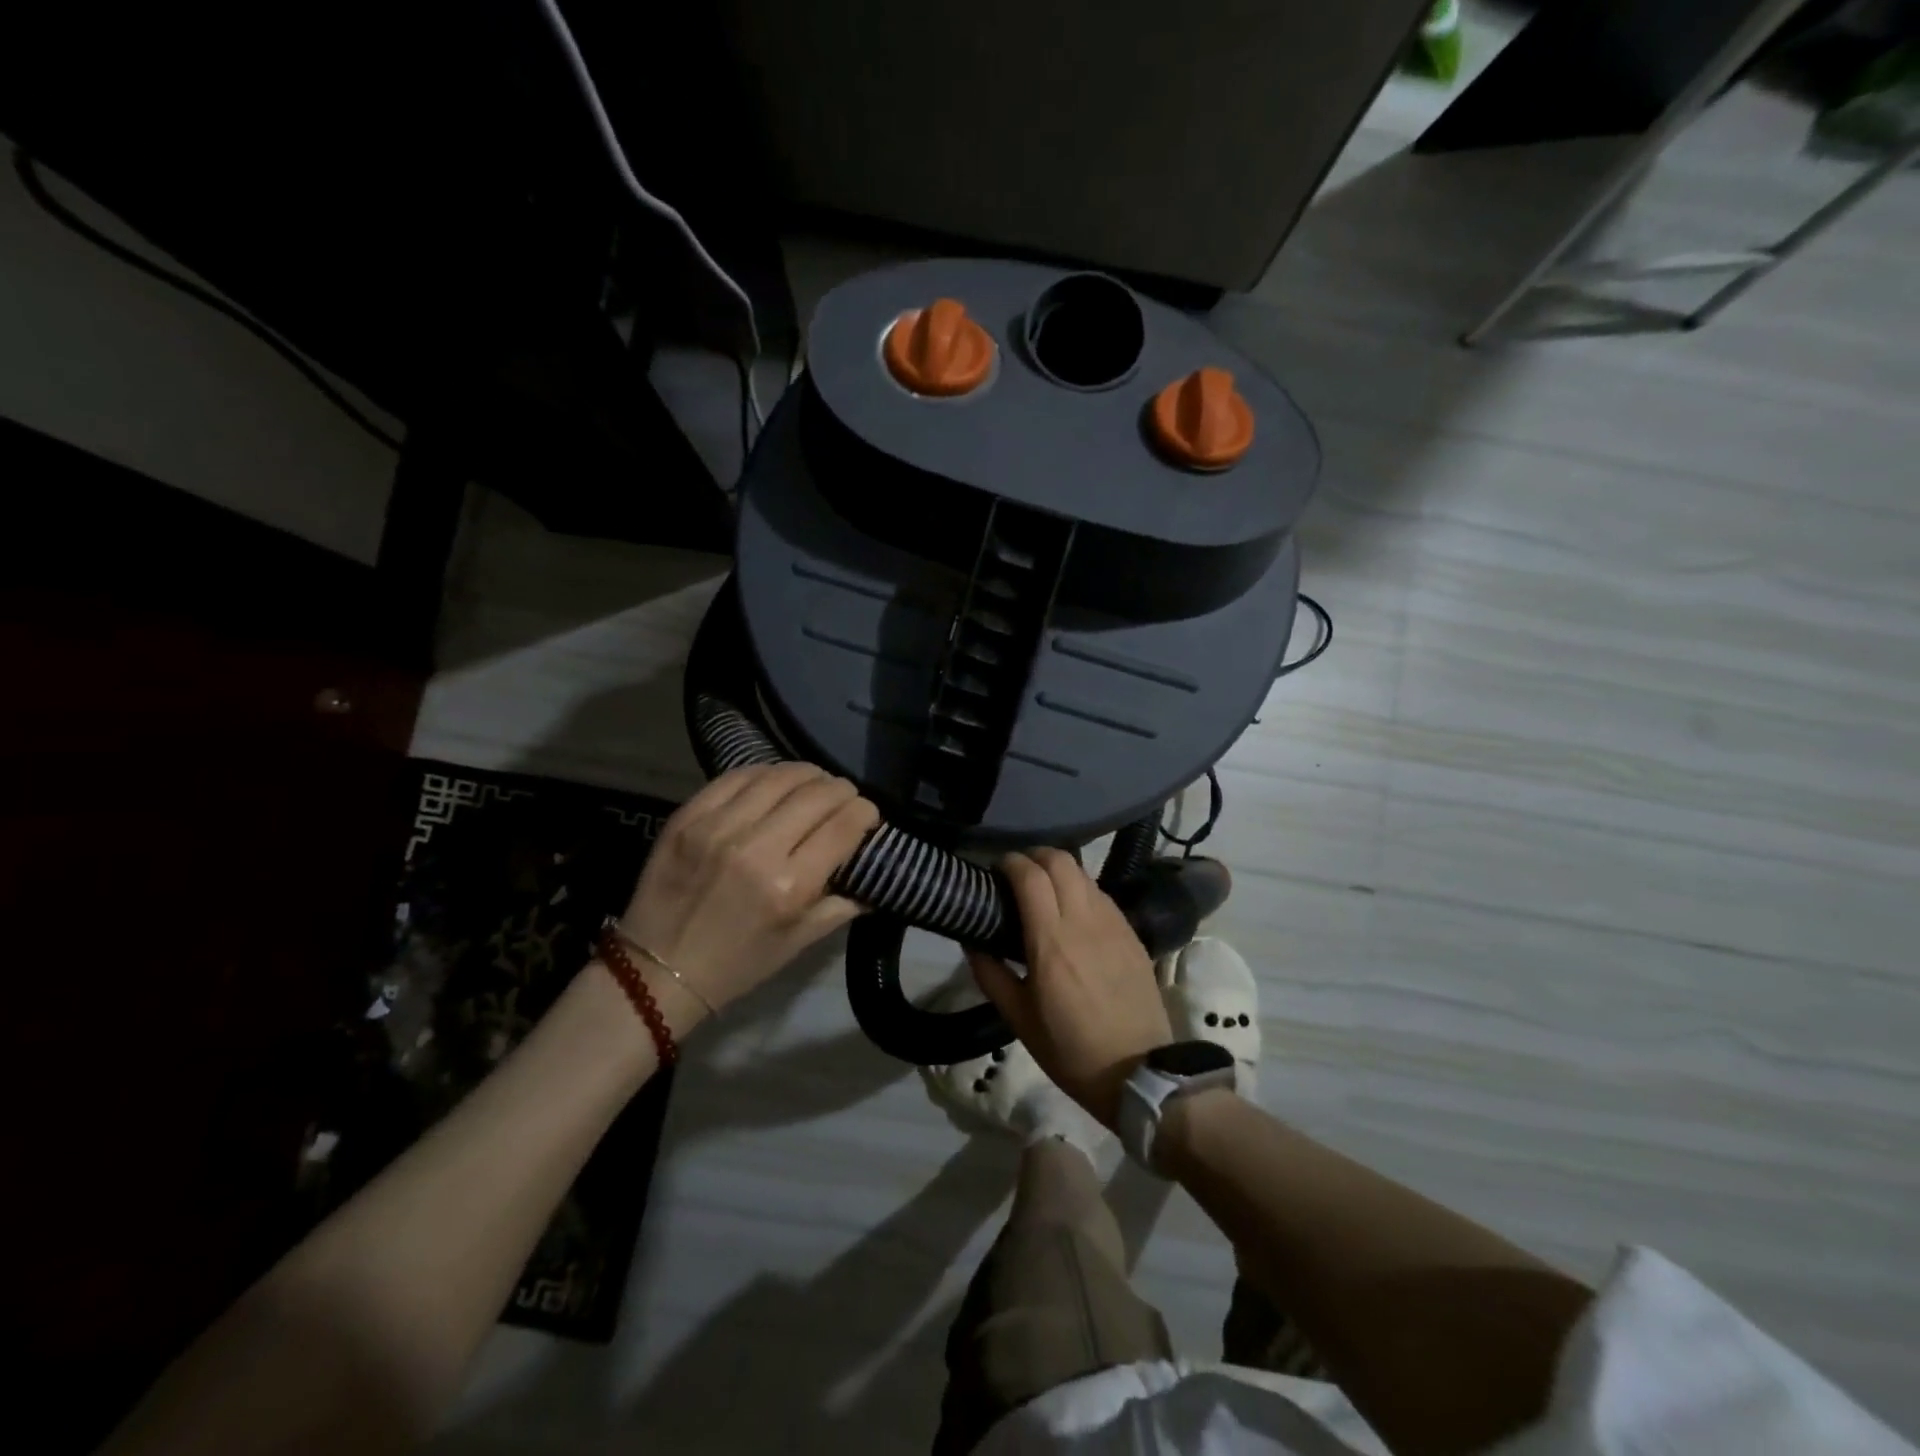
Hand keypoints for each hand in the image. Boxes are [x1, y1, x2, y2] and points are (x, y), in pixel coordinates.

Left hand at [617, 763, 879, 1027]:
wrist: (656, 971)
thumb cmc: (737, 964)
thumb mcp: (799, 943)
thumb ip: (843, 905)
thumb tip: (876, 875)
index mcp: (789, 886)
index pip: (845, 825)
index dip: (866, 812)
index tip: (869, 816)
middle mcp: (756, 848)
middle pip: (817, 793)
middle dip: (842, 791)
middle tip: (845, 799)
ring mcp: (717, 827)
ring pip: (780, 776)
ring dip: (808, 775)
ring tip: (815, 784)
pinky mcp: (688, 816)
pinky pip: (737, 777)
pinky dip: (765, 773)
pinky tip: (775, 782)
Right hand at [969, 848, 1172, 1127]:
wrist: (1139, 1072)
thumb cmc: (1070, 1050)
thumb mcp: (1019, 1020)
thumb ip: (991, 974)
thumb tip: (971, 942)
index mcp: (1051, 941)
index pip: (1030, 875)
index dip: (1010, 862)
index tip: (995, 870)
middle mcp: (1083, 921)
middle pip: (1060, 860)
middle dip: (1035, 856)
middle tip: (1018, 874)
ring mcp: (1113, 923)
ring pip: (1083, 873)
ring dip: (1059, 870)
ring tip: (1044, 890)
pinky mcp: (1132, 933)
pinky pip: (1102, 895)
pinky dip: (1081, 889)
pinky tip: (1074, 912)